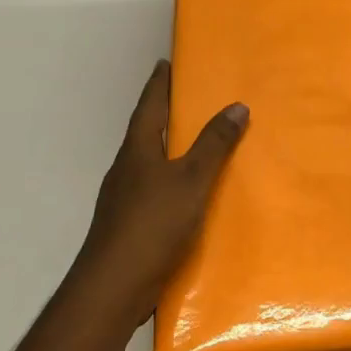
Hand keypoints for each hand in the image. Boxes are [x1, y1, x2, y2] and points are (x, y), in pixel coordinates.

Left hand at [69, 60, 247, 327]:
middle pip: (146, 131)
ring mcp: (123, 198)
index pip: (149, 105)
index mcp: (138, 150)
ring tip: (195, 142)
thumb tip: (237, 105)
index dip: (159, 83)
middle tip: (189, 98)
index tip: (165, 62)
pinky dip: (170, 180)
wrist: (113, 287)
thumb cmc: (152, 224)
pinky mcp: (128, 225)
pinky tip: (187, 194)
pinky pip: (153, 190)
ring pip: (148, 162)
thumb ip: (214, 145)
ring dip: (168, 148)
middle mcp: (126, 168)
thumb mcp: (192, 180)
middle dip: (164, 113)